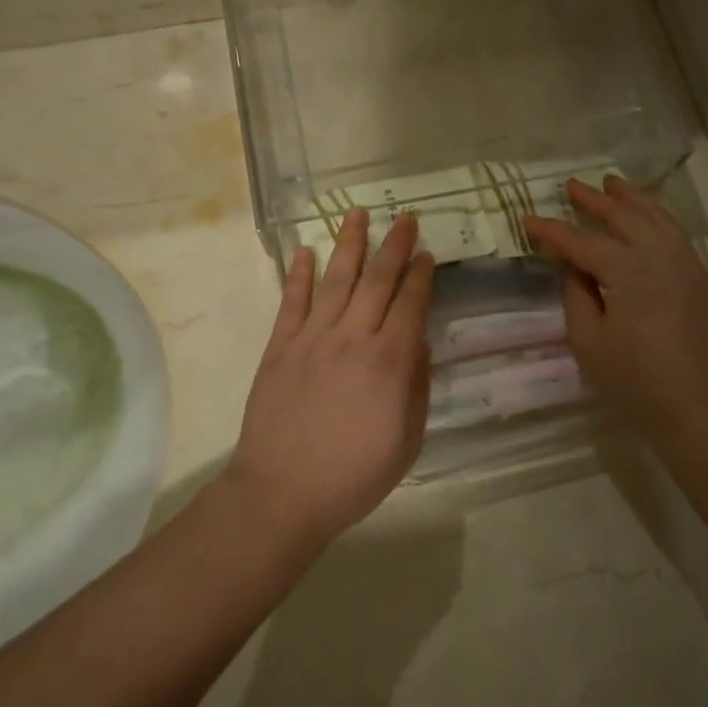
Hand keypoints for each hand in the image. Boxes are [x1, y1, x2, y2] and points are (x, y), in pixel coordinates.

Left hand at [227, 210, 435, 544]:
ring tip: (358, 214)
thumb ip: (415, 387)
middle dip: (394, 246)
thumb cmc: (353, 476)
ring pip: (335, 279)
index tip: (427, 254)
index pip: (411, 304)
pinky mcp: (280, 346)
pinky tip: (305, 251)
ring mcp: (312, 338)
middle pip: (377, 280)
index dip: (421, 276)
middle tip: (405, 218)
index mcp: (389, 361)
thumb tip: (418, 343)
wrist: (282, 492)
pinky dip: (299, 274)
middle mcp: (353, 338)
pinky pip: (292, 301)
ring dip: (349, 244)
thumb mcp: (406, 441)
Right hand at [524, 177, 707, 456]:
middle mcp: (662, 258)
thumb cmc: (637, 385)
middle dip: (595, 200)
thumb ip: (577, 296)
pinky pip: (678, 235)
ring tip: (613, 184)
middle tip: (571, 185)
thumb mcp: (589, 344)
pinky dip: (659, 217)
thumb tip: (574, 267)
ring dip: (633, 199)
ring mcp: (690, 266)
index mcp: (629, 272)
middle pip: (625, 218)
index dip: (552, 231)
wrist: (706, 415)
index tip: (527, 220)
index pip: (582, 242)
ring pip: (659, 218)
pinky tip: (649, 218)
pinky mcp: (706, 281)